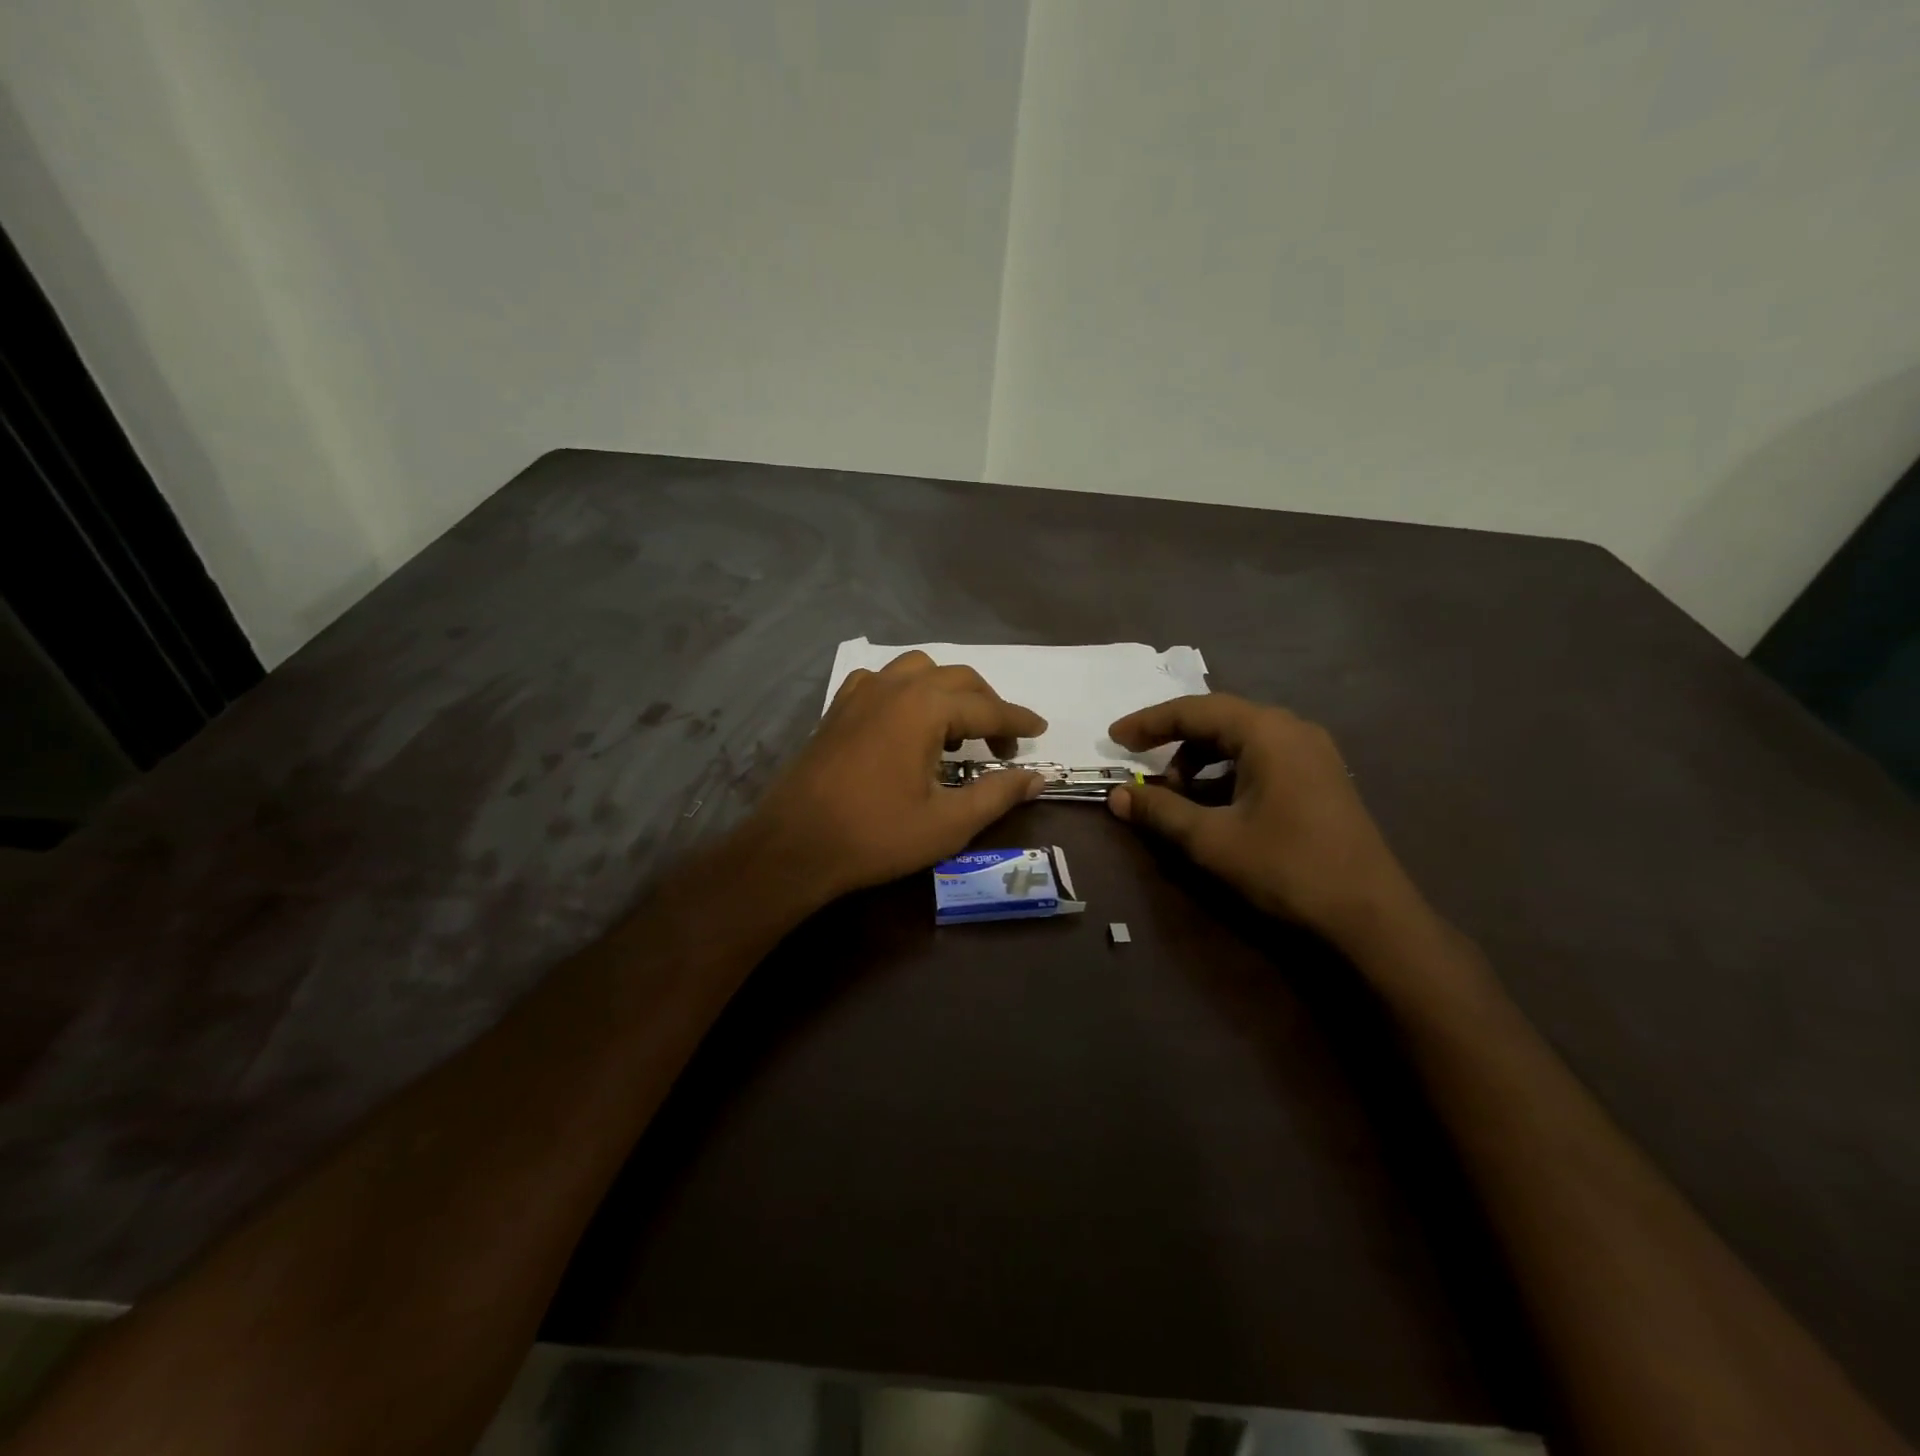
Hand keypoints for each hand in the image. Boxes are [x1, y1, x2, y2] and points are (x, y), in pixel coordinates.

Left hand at [744, 651, 1046, 905]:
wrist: (795, 845)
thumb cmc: (876, 835)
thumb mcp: (948, 823)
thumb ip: (998, 794)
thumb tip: (1037, 777)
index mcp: (925, 708)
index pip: (987, 708)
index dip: (1018, 722)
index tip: (1040, 731)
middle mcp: (894, 686)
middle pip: (958, 680)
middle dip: (987, 706)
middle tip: (1002, 745)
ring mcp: (860, 692)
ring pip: (918, 670)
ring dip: (947, 692)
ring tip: (954, 731)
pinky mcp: (838, 708)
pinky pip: (882, 681)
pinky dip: (906, 691)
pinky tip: (905, 723)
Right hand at [1106, 694, 1417, 945]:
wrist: (1371, 917)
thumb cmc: (1286, 868)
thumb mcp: (1211, 840)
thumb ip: (1160, 811)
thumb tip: (1116, 796)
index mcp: (1266, 731)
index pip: (1194, 710)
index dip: (1148, 723)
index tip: (1114, 740)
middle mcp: (1292, 729)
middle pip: (1218, 720)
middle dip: (1174, 742)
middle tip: (1141, 768)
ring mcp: (1312, 753)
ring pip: (1240, 742)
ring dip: (1201, 761)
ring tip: (1178, 797)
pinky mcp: (1321, 778)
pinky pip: (1262, 759)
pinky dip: (1228, 775)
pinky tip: (1215, 807)